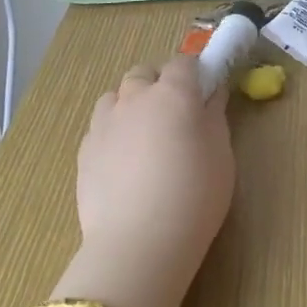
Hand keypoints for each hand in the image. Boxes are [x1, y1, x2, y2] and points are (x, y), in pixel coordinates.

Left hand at [55, 56, 232, 306]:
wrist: (139, 244)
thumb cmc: (194, 195)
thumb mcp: (221, 153)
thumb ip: (215, 116)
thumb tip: (212, 95)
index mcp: (174, 92)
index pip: (185, 62)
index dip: (196, 73)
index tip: (205, 91)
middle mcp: (136, 98)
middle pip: (145, 73)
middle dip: (159, 84)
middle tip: (174, 115)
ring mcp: (105, 123)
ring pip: (116, 96)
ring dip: (131, 104)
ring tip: (144, 136)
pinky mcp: (84, 151)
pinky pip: (100, 127)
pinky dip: (113, 133)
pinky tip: (124, 162)